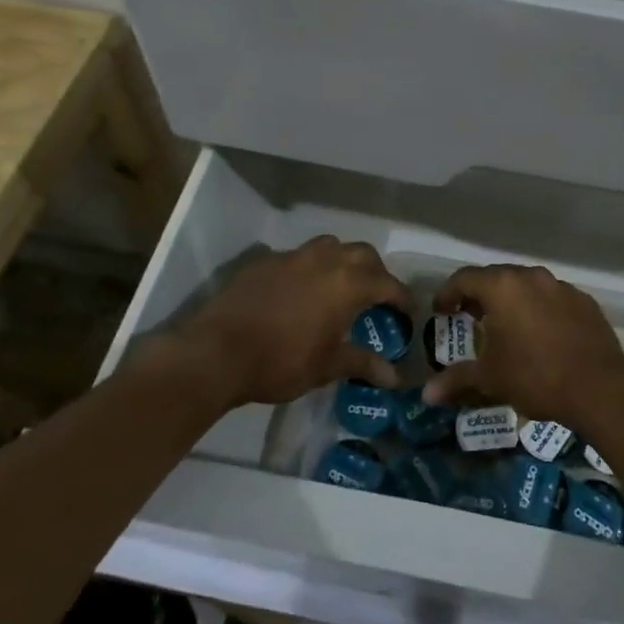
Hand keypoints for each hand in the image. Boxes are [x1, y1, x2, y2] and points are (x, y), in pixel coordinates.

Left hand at [174, 237, 414, 410]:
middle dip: (376, 272)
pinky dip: (309, 268)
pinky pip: (297, 256)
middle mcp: (324, 260)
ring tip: (339, 286)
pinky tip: (299, 291)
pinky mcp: (264, 260)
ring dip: (342, 261)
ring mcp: (292, 256)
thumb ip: (362, 363)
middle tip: (375, 296)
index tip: (407, 312)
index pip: (387, 284)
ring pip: (329, 246)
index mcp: (347, 284)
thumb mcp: (326, 367)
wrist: (216, 352)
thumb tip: (394, 376)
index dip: (401, 298)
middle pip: (362, 254)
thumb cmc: (280, 362)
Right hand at [423, 264, 623, 432]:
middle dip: (479, 295)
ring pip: (526, 286)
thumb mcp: (491, 378)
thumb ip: (456, 379)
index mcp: (502, 287)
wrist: (600, 386)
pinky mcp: (584, 301)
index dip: (447, 293)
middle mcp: (531, 277)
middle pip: (496, 277)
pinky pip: (552, 298)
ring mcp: (561, 286)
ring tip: (505, 326)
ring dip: (511, 301)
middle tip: (469, 318)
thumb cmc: (535, 376)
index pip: (464, 278)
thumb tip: (427, 393)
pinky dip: (539, 309)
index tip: (440, 312)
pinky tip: (540, 334)